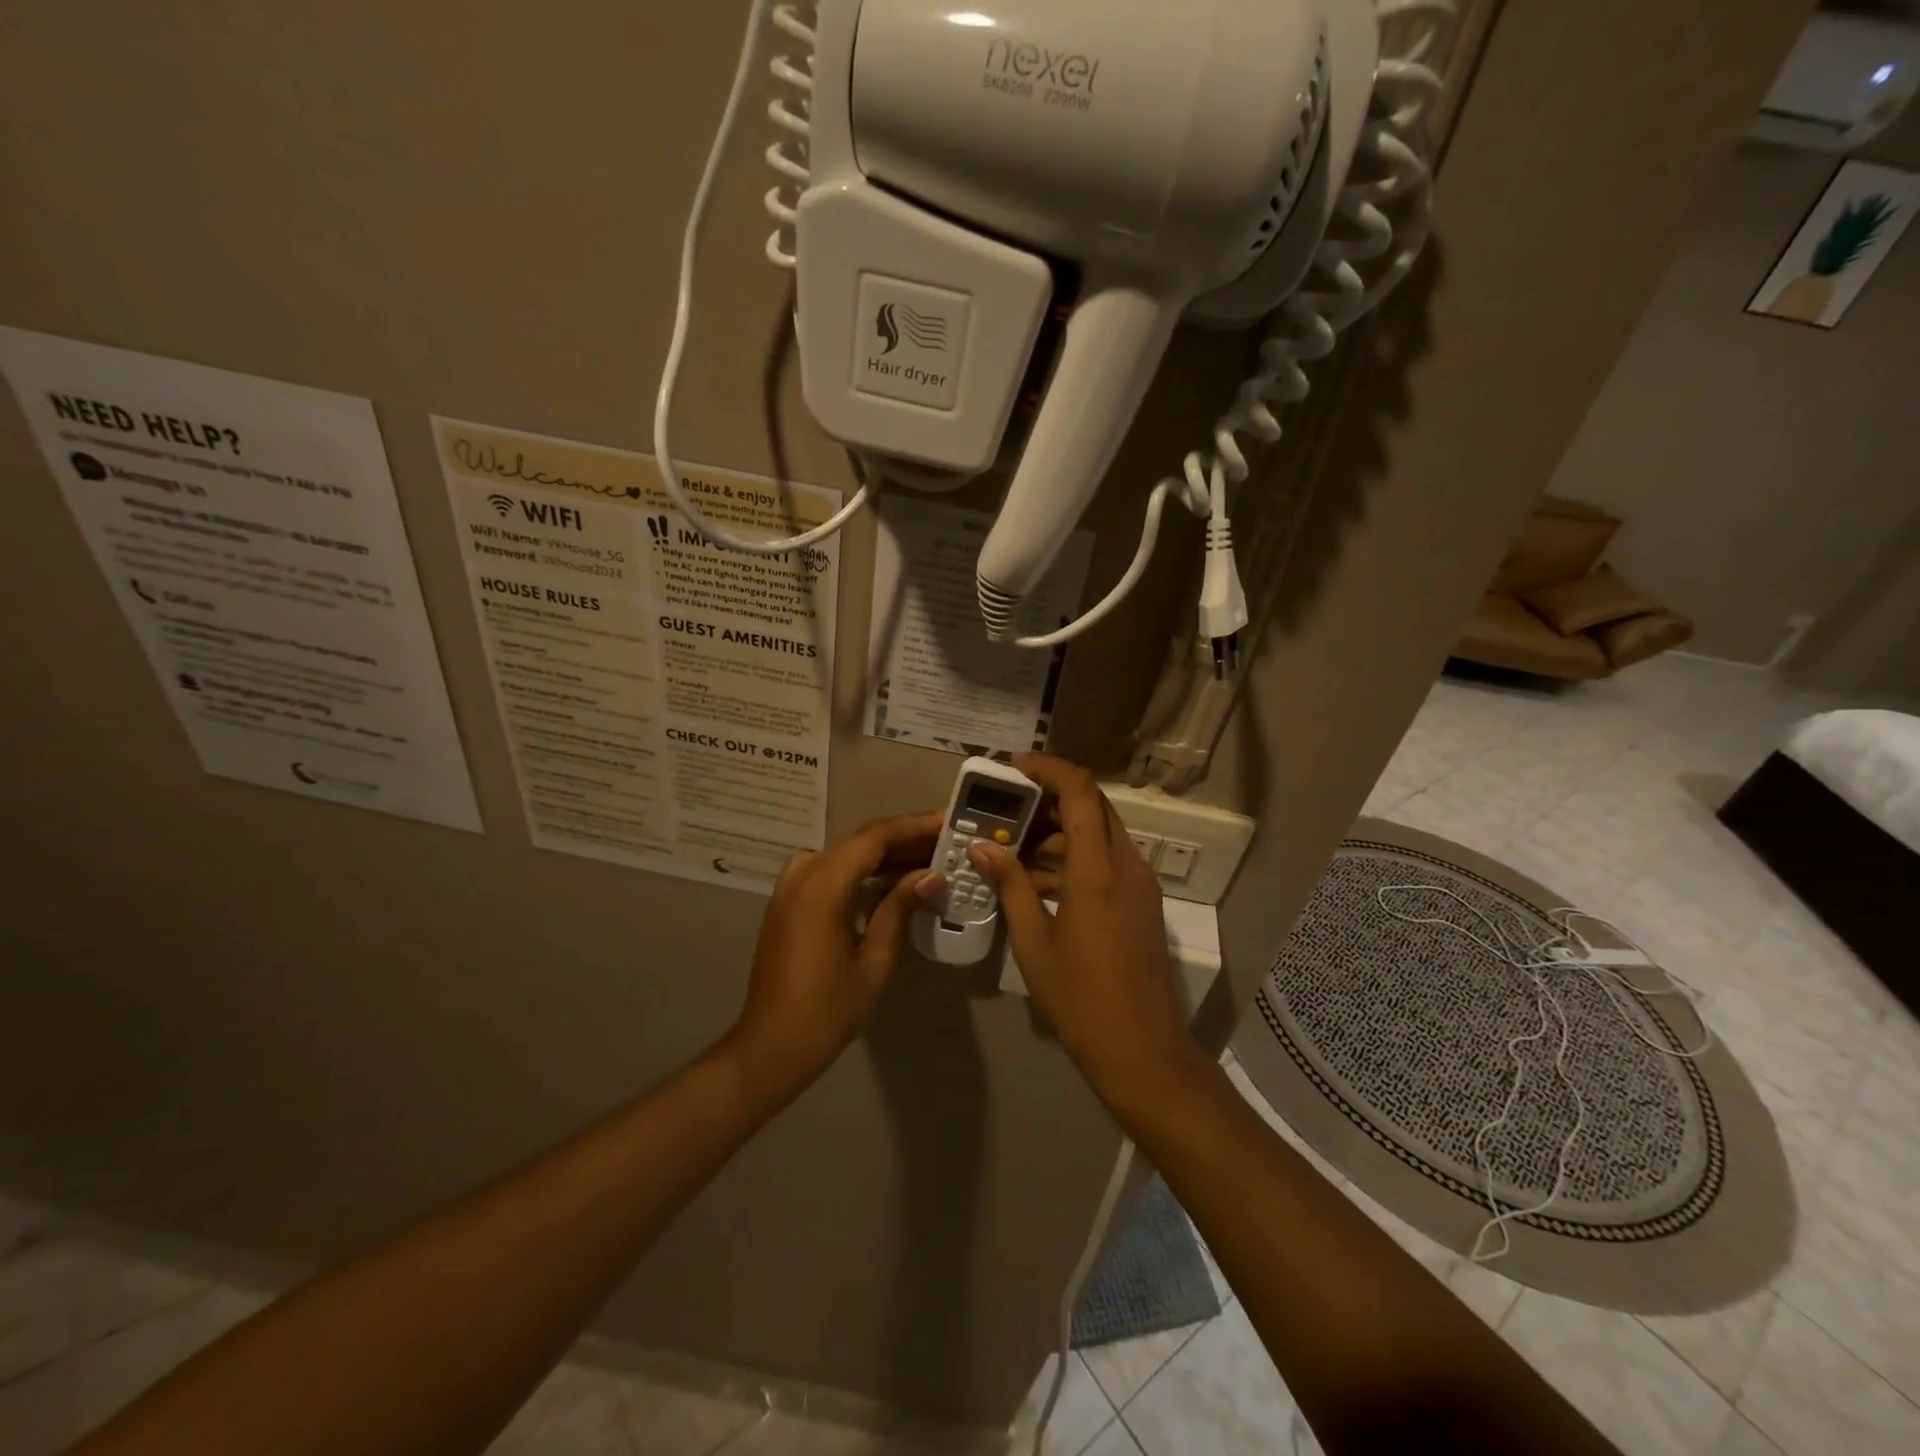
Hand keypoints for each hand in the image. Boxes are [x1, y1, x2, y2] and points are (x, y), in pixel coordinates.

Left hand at [724, 812, 945, 1097]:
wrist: (770, 1047)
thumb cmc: (826, 1010)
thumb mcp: (874, 960)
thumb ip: (899, 909)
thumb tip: (931, 875)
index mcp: (822, 886)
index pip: (874, 838)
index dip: (913, 826)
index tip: (947, 822)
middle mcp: (802, 875)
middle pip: (860, 843)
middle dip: (904, 840)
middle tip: (945, 843)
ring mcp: (790, 888)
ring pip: (845, 855)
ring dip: (884, 855)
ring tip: (926, 860)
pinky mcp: (788, 903)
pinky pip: (829, 872)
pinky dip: (861, 871)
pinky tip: (889, 883)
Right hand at [968, 754, 1204, 1102]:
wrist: (1142, 1051)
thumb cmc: (1080, 998)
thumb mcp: (1033, 942)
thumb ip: (1010, 885)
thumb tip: (982, 847)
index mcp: (1098, 870)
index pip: (1080, 791)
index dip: (1048, 768)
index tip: (1013, 766)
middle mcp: (1127, 865)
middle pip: (1093, 806)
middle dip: (1050, 798)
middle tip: (1007, 809)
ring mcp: (1140, 884)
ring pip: (1100, 833)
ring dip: (1061, 831)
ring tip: (1014, 850)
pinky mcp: (1143, 902)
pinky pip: (1108, 860)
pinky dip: (1076, 857)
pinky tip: (1040, 882)